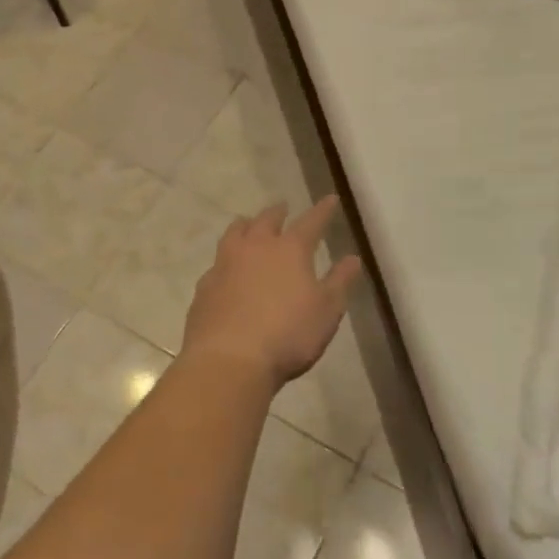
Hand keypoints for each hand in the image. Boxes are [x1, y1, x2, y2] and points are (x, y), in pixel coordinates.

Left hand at [183, 198, 362, 387]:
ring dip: (246, 225)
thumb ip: (340, 281)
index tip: (330, 199)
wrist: (229, 360)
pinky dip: (226, 258)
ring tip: (249, 224)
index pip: (311, 222)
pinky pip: (217, 262)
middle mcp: (256, 248)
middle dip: (278, 212)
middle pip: (267, 220)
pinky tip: (226, 268)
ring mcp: (225, 264)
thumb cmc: (288, 335)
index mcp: (290, 250)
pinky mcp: (205, 286)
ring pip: (235, 232)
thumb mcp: (327, 311)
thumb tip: (353, 258)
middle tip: (283, 207)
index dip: (322, 210)